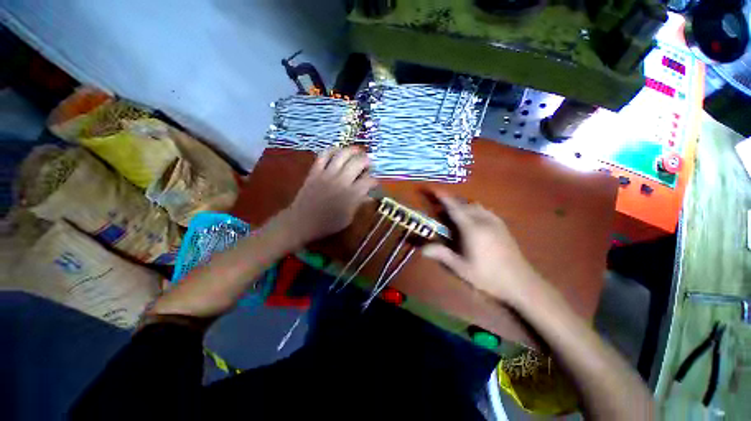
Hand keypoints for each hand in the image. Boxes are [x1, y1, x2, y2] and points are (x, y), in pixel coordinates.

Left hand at [283, 147, 376, 244]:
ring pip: (342, 155)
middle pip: (358, 163)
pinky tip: (338, 151)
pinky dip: (332, 150)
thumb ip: (359, 204)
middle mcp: (341, 181)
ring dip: (353, 151)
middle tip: (369, 163)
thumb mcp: (348, 218)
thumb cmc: (328, 224)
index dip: (375, 181)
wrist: (301, 222)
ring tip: (358, 151)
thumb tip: (370, 196)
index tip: (375, 183)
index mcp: (351, 195)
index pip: (369, 181)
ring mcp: (327, 174)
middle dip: (367, 161)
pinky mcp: (315, 171)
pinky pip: (323, 155)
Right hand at [422, 192, 541, 304]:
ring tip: (453, 211)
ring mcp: (495, 222)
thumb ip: (442, 255)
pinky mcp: (502, 226)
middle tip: (439, 206)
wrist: (521, 283)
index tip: (434, 189)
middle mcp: (484, 220)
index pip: (454, 208)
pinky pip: (484, 210)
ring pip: (475, 205)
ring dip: (462, 204)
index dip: (443, 198)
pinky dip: (473, 208)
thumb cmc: (488, 276)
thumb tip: (422, 249)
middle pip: (464, 204)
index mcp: (472, 229)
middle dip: (450, 201)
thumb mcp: (461, 268)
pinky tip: (471, 217)